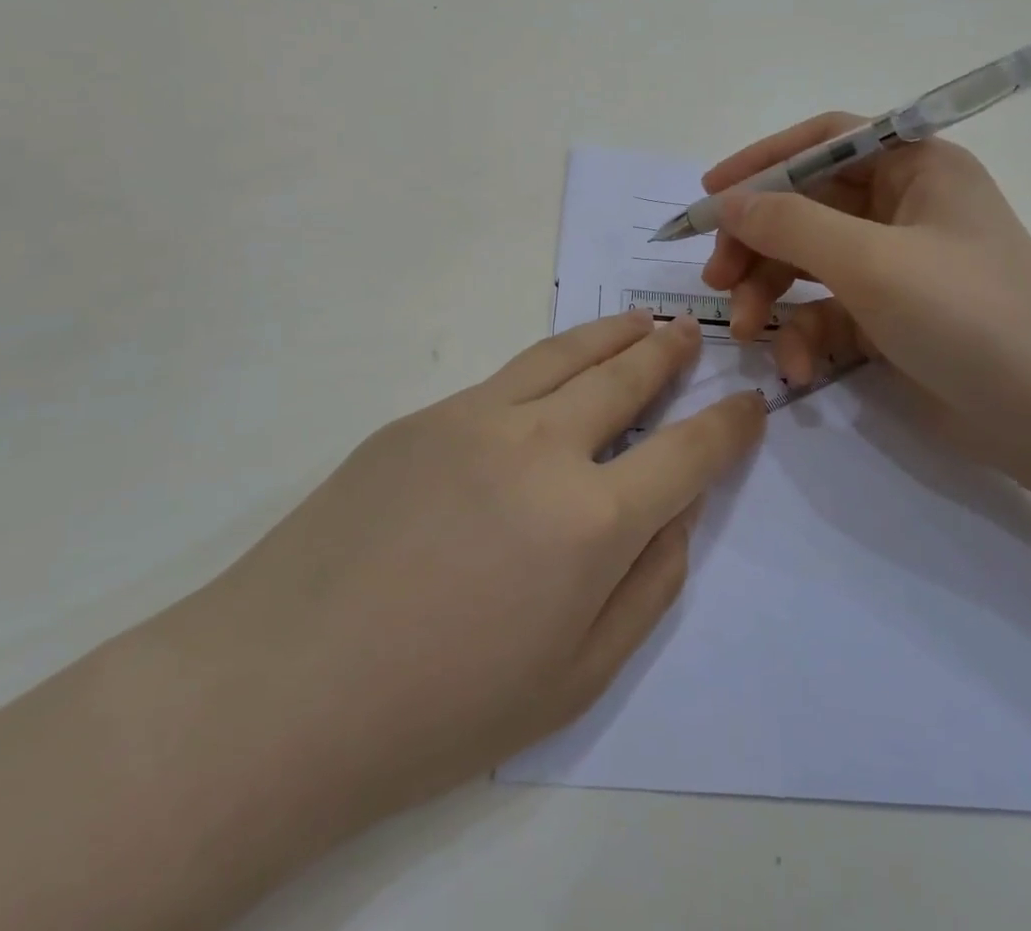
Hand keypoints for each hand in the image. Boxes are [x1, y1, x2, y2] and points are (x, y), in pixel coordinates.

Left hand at [184, 309, 763, 840]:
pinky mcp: (424, 415)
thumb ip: (648, 585)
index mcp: (591, 520)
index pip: (688, 451)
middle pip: (627, 376)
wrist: (280, 690)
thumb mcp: (576, 677)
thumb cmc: (440, 709)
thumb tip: (678, 510)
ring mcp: (476, 417)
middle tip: (689, 335)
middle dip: (669, 353)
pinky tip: (557, 371)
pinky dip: (551, 363)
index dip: (729, 424)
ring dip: (613, 334)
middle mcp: (542, 446)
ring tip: (640, 321)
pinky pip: (506, 379)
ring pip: (566, 354)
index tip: (750, 404)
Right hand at [700, 113, 1030, 476]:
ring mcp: (896, 265)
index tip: (710, 191)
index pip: (825, 142)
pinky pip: (828, 310)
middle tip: (716, 277)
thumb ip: (790, 224)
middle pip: (806, 205)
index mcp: (916, 168)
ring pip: (808, 261)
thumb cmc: (968, 318)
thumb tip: (726, 200)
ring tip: (747, 332)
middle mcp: (904, 208)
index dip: (763, 160)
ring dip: (770, 294)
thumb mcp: (871, 263)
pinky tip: (797, 367)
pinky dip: (805, 336)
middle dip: (757, 242)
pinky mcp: (888, 317)